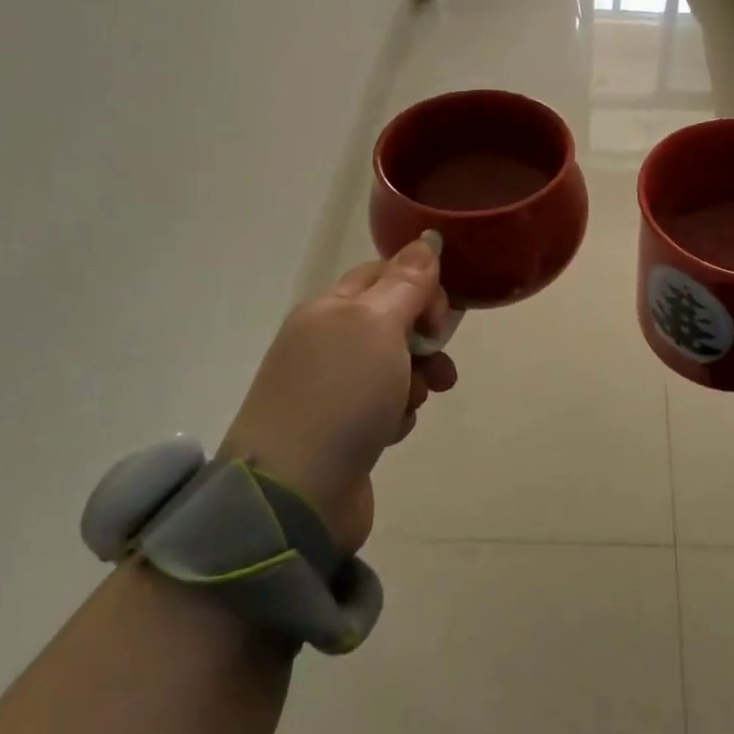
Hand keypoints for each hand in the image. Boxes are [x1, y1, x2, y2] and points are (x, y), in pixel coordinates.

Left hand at [219, 235, 456, 552]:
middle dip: (425, 338)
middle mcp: (328, 343)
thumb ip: (407, 283)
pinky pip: (387, 406)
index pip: (385, 273)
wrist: (294, 495)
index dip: (420, 285)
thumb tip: (427, 238)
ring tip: (416, 401)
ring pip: (396, 366)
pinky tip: (392, 432)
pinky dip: (398, 414)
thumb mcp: (378, 325)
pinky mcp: (343, 431)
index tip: (439, 314)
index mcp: (330, 309)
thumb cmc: (340, 395)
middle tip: (434, 356)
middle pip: (394, 321)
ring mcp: (333, 390)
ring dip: (417, 379)